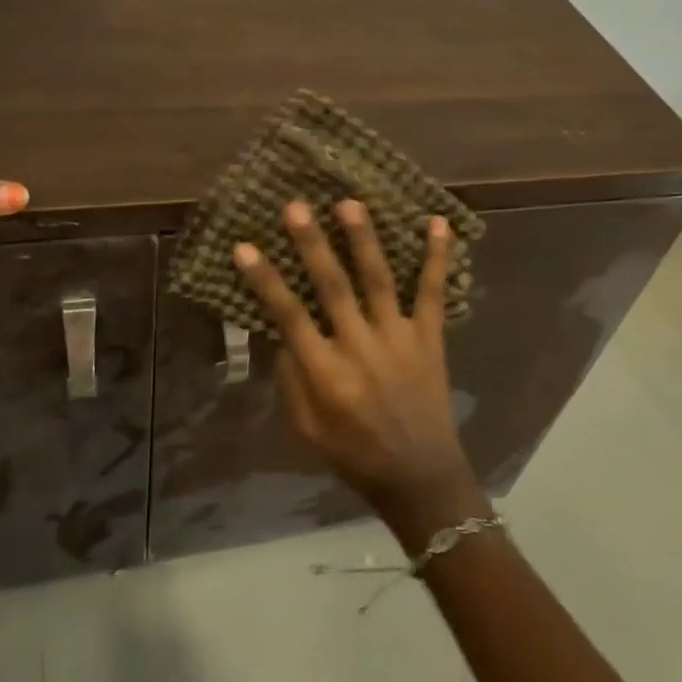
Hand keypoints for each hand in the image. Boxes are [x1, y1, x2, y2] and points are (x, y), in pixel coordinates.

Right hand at [233, 198, 482, 535]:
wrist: (420, 478)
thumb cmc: (353, 456)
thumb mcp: (307, 428)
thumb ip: (293, 377)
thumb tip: (282, 328)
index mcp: (326, 374)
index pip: (288, 317)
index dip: (265, 280)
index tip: (244, 246)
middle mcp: (361, 349)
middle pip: (332, 288)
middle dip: (312, 245)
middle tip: (296, 206)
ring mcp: (399, 340)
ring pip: (379, 281)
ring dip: (364, 240)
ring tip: (351, 203)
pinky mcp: (431, 340)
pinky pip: (433, 294)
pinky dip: (438, 258)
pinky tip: (437, 222)